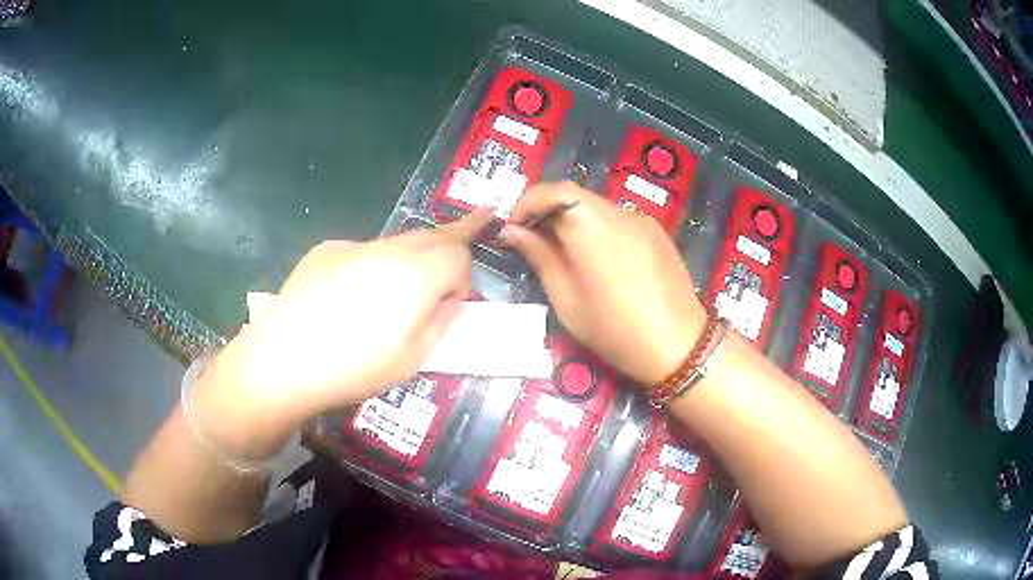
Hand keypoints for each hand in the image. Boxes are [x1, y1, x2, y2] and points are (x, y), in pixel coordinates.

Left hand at [192, 208, 493, 458]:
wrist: (282, 360)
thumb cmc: (354, 368)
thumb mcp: (413, 358)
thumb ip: (442, 320)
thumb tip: (448, 297)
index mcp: (415, 274)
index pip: (459, 250)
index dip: (464, 275)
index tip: (453, 301)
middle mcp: (387, 249)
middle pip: (430, 235)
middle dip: (447, 246)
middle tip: (455, 256)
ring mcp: (352, 245)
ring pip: (396, 243)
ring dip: (407, 261)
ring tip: (389, 299)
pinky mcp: (324, 250)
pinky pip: (361, 253)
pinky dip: (369, 268)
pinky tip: (347, 301)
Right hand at [500, 181, 705, 386]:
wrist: (679, 345)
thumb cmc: (615, 330)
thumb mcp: (567, 299)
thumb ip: (540, 256)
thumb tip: (512, 231)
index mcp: (592, 226)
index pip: (553, 190)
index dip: (528, 202)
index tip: (513, 227)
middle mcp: (618, 212)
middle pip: (575, 195)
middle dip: (547, 211)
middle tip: (531, 240)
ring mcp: (641, 220)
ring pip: (596, 207)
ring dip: (572, 220)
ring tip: (562, 252)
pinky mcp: (656, 232)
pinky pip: (617, 219)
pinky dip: (597, 227)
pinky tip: (597, 259)